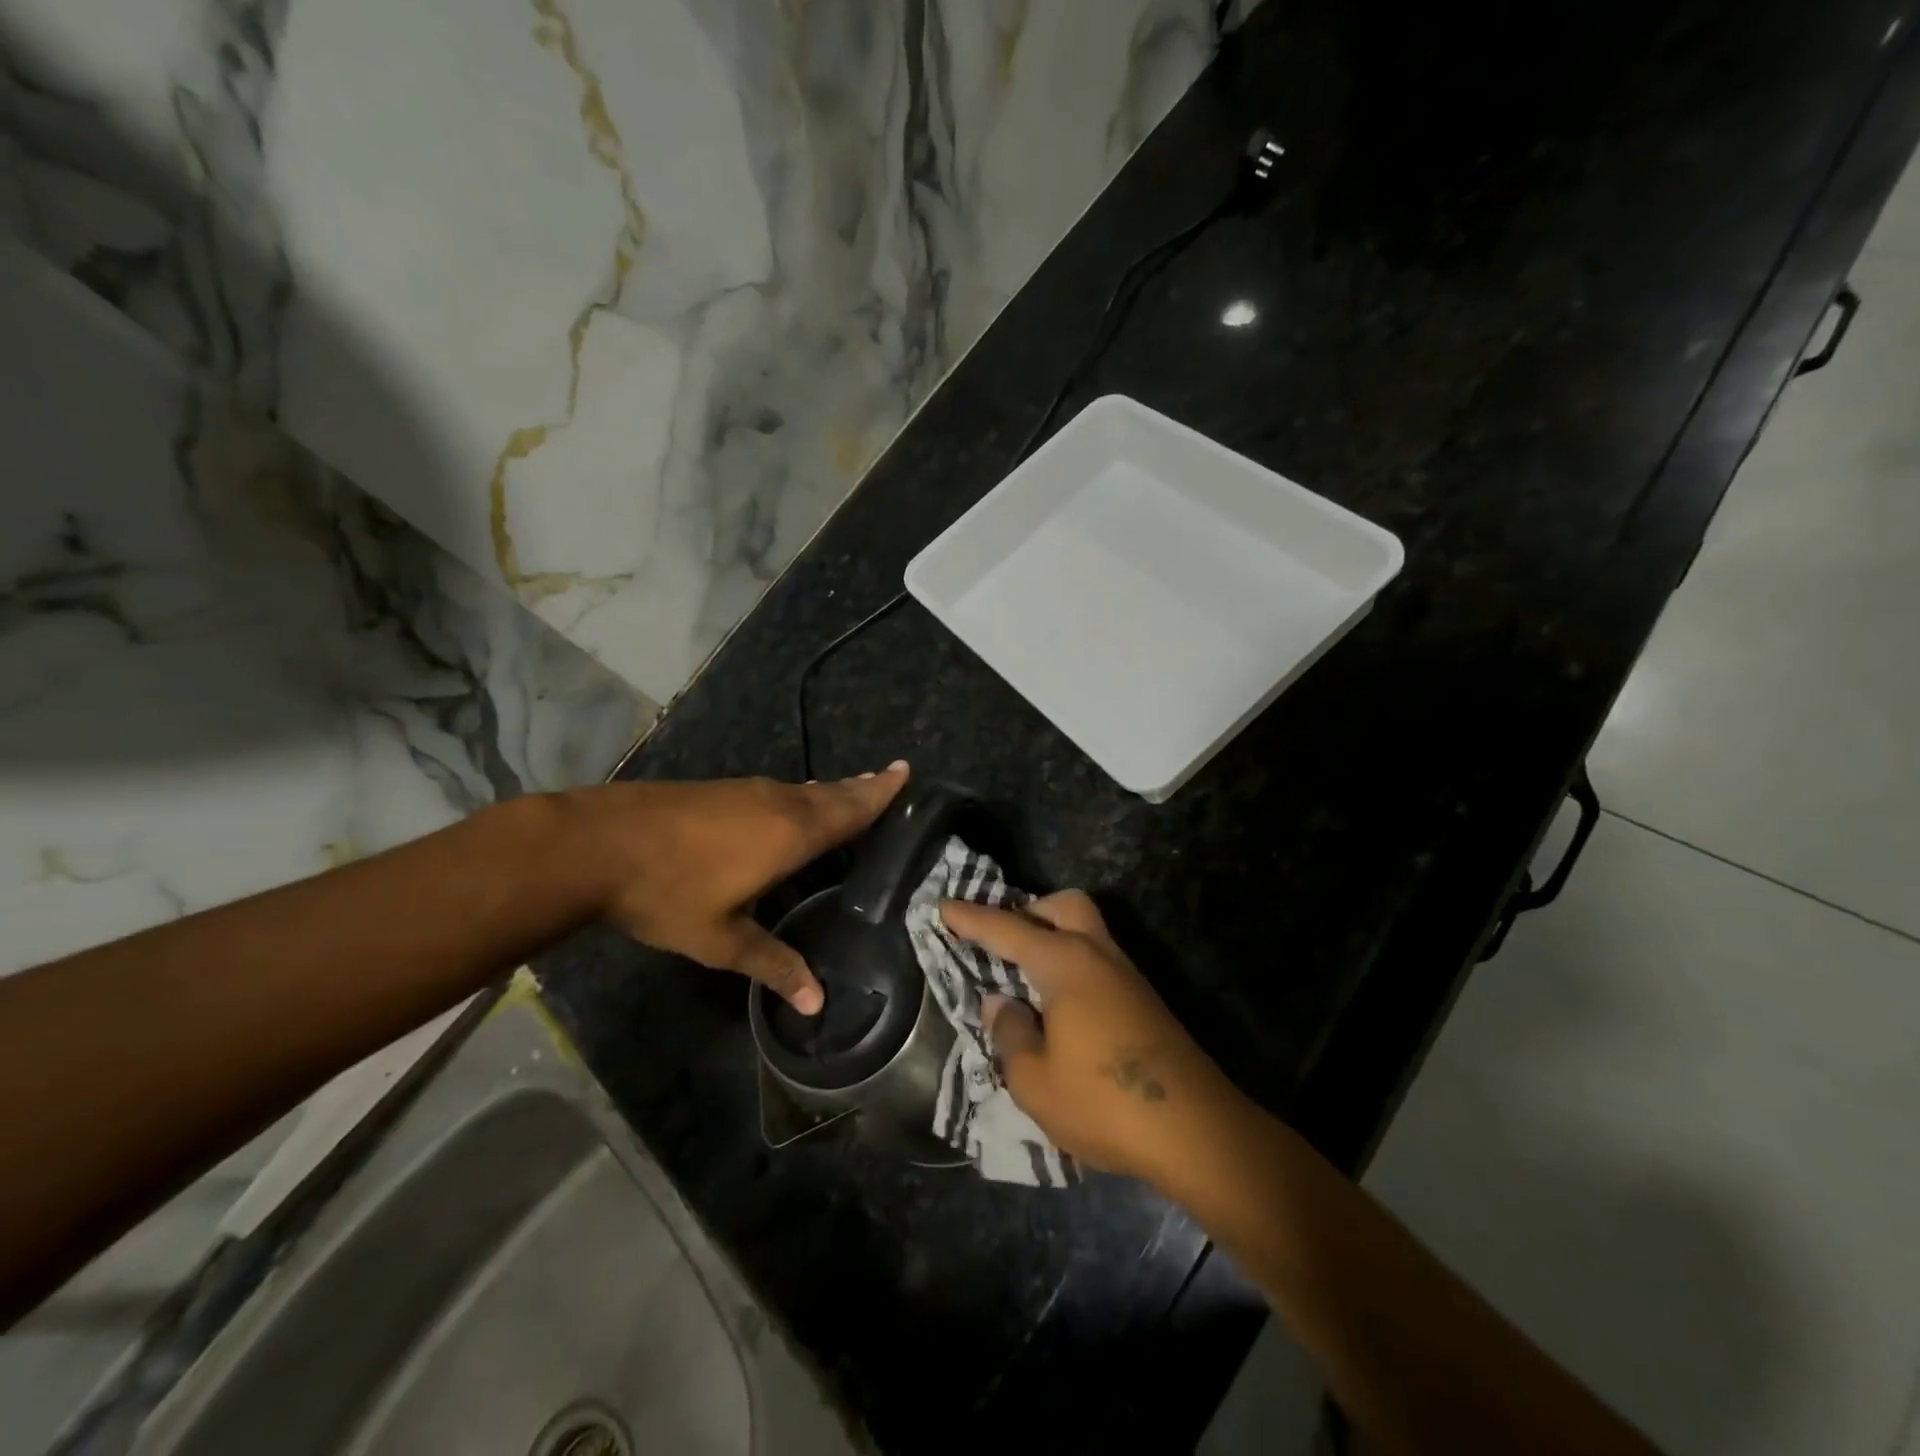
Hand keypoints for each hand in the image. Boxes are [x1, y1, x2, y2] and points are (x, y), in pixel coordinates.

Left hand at [567, 763, 908, 1011]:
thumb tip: (817, 1002)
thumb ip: (772, 965)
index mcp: (790, 834)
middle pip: (830, 793)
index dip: (879, 793)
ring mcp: (744, 792)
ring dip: (830, 791)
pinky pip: (776, 791)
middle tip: (889, 778)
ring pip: (801, 790)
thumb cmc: (668, 892)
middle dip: (861, 788)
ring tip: (849, 793)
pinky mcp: (718, 790)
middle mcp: (776, 804)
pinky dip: (798, 796)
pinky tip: (790, 807)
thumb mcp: (721, 940)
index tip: (904, 770)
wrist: (596, 844)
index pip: (849, 811)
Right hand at [939, 890, 1240, 1187]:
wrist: (1195, 1129)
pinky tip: (1059, 1006)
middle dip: (1029, 912)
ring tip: (1025, 977)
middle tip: (1003, 943)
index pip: (1007, 929)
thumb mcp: (1035, 1081)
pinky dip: (1072, 964)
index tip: (943, 906)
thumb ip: (1009, 1034)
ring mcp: (1127, 976)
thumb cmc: (1103, 1101)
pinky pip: (1098, 960)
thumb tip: (1001, 1004)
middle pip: (1064, 906)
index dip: (971, 918)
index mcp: (1065, 963)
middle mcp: (1098, 956)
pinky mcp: (1144, 1001)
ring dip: (1053, 937)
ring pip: (1086, 931)